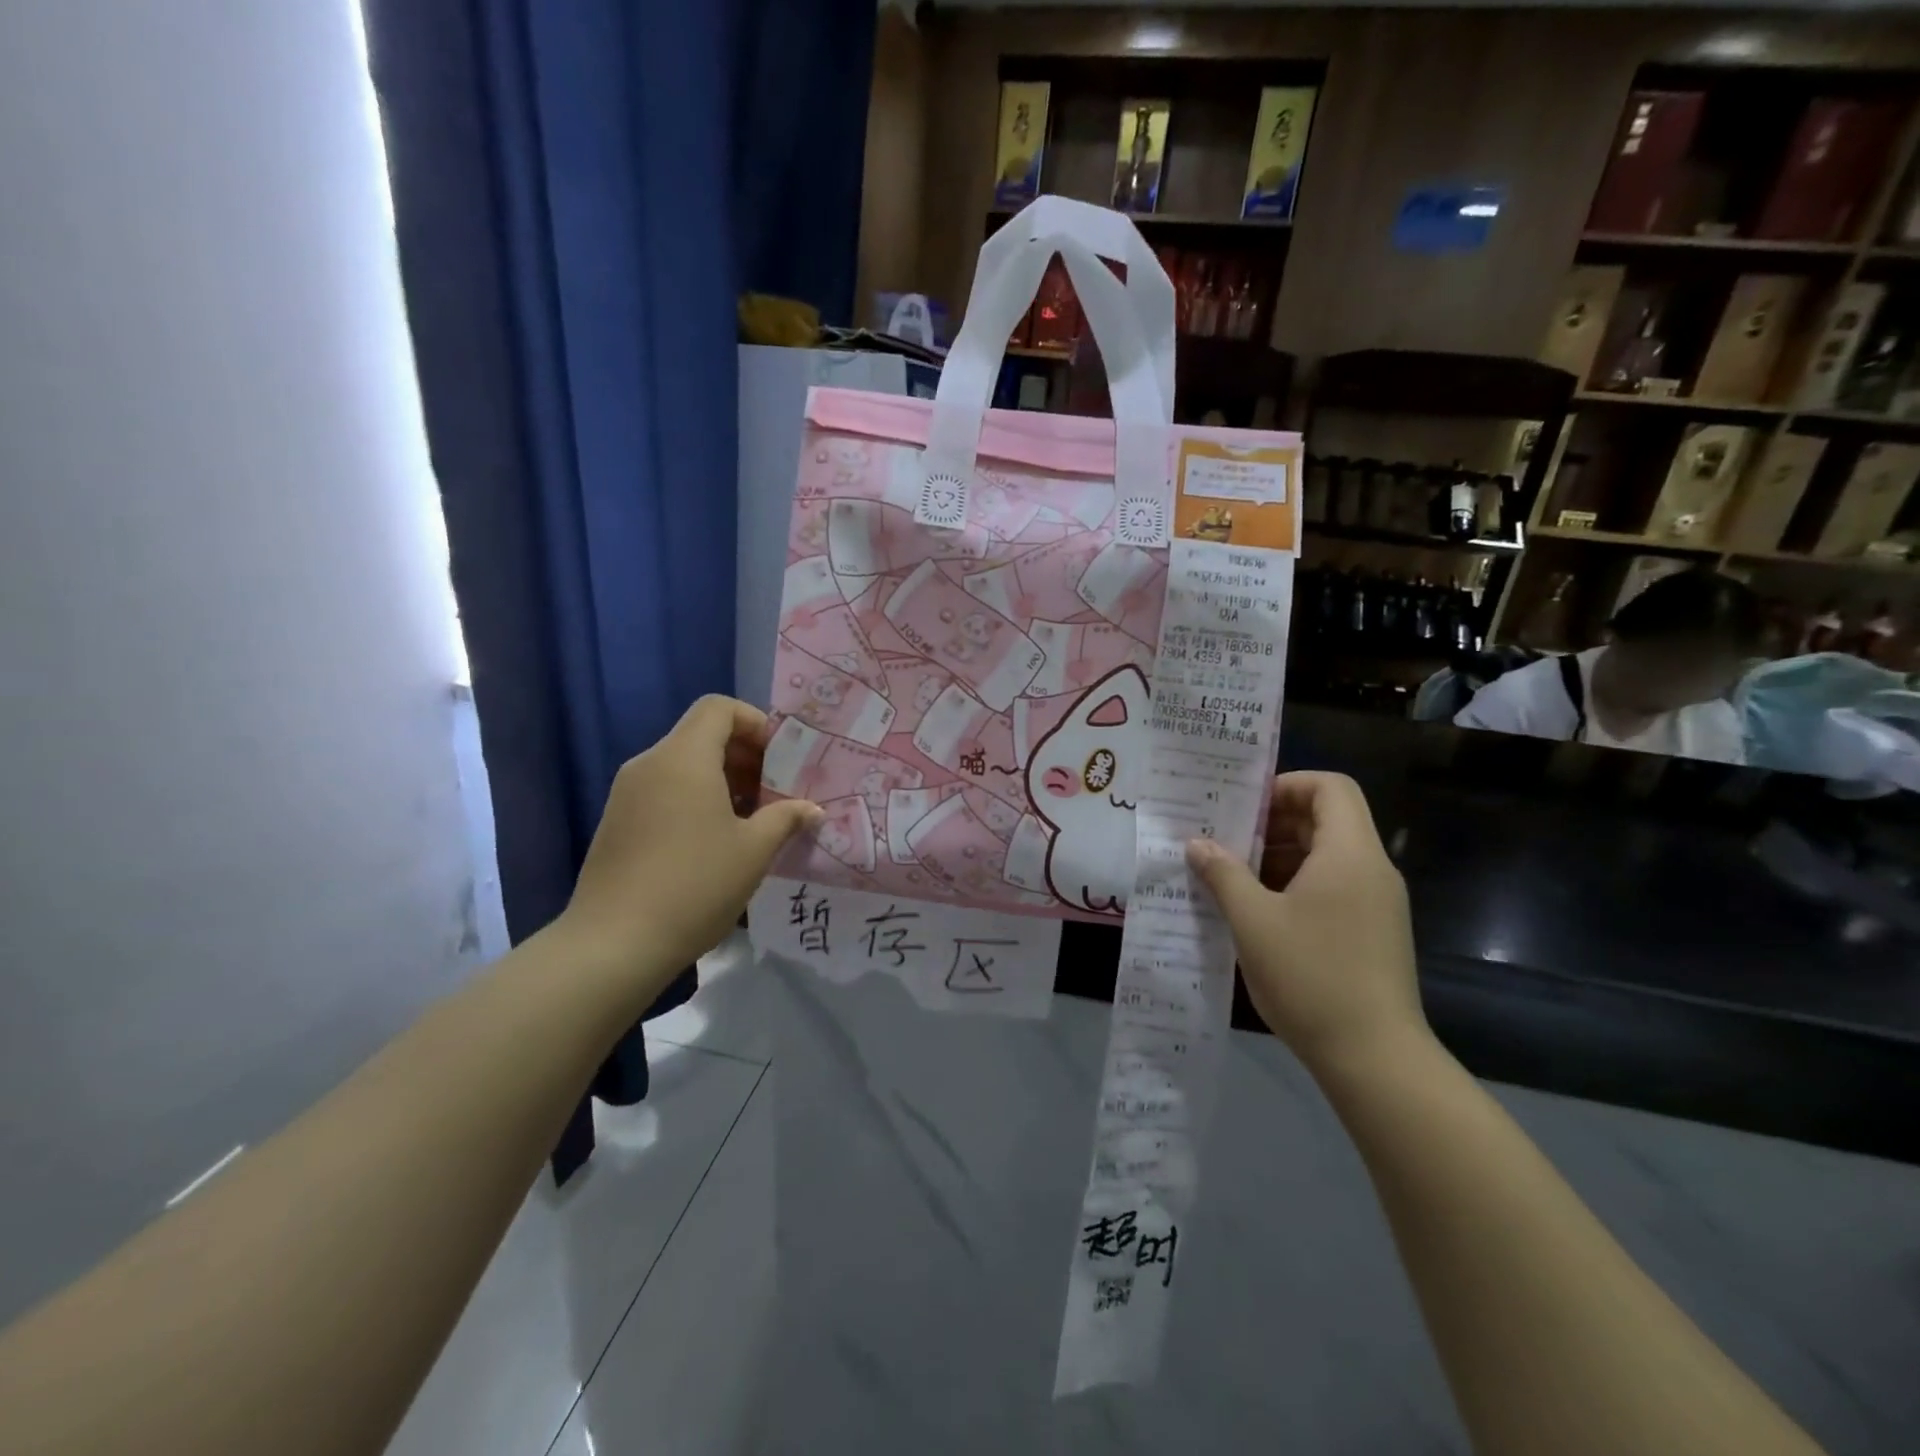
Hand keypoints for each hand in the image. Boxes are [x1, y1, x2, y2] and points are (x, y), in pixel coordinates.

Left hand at [557, 696, 819, 994]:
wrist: (614, 944)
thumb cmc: (694, 885)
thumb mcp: (754, 851)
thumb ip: (786, 818)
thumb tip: (812, 809)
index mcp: (683, 758)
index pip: (718, 708)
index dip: (755, 722)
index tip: (779, 759)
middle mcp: (650, 764)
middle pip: (701, 735)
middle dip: (744, 756)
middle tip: (775, 792)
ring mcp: (627, 793)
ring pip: (683, 765)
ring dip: (722, 781)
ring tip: (751, 821)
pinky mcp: (617, 822)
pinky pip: (664, 791)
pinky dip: (695, 800)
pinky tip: (715, 842)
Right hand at [1186, 772, 1426, 1078]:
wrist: (1375, 1058)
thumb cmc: (1311, 976)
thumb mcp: (1253, 921)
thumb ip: (1223, 873)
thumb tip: (1197, 843)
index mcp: (1349, 854)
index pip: (1330, 787)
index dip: (1286, 785)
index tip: (1243, 808)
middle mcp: (1371, 870)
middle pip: (1326, 819)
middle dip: (1272, 823)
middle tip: (1224, 839)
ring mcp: (1376, 904)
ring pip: (1326, 856)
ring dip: (1278, 857)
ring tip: (1230, 875)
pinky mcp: (1372, 932)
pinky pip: (1332, 887)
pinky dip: (1294, 885)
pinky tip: (1256, 911)